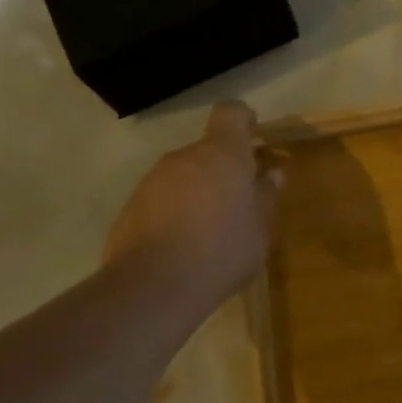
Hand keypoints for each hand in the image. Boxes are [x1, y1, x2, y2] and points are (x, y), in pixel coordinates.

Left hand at [103, 102, 282, 308]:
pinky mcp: (130, 207)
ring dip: (198, 191)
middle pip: (208, 149)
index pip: (230, 113)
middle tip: (240, 200)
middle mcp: (184, 157)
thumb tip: (271, 174)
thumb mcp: (260, 230)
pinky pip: (162, 198)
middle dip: (224, 168)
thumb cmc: (221, 252)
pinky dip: (175, 211)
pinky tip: (183, 245)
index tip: (255, 134)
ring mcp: (152, 181)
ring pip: (184, 175)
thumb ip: (265, 197)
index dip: (243, 119)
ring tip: (211, 229)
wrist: (151, 289)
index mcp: (222, 154)